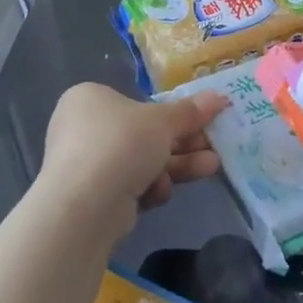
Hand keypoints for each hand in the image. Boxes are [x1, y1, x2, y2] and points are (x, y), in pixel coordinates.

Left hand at [35, 83, 225, 236]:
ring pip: (142, 162)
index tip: (204, 121)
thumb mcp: (162, 122)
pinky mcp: (93, 197)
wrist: (85, 205)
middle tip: (214, 146)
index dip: (174, 113)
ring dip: (178, 165)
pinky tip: (160, 193)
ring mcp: (87, 164)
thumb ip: (190, 111)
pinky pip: (130, 186)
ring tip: (211, 167)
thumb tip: (219, 97)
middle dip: (183, 143)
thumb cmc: (121, 144)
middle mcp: (84, 128)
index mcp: (91, 98)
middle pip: (144, 134)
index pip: (138, 103)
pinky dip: (150, 188)